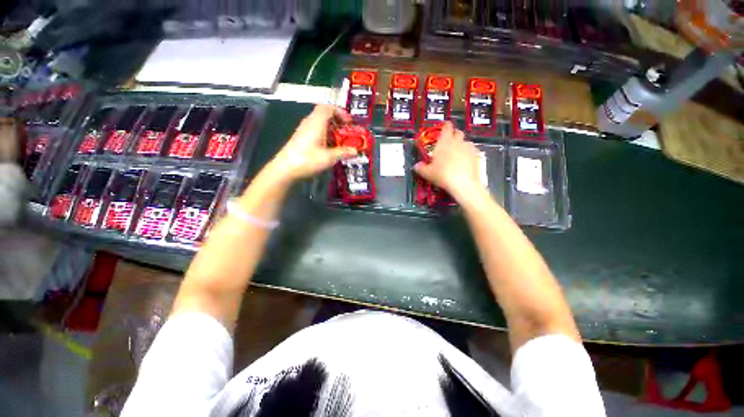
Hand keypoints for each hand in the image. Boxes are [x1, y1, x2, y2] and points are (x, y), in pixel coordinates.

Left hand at [266, 105, 357, 182]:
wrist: (285, 169)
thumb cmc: (308, 160)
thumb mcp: (329, 158)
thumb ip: (343, 153)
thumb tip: (355, 151)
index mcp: (316, 122)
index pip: (328, 108)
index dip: (340, 112)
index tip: (349, 123)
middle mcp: (309, 122)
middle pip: (324, 114)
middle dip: (337, 121)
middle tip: (346, 131)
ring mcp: (304, 130)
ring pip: (320, 122)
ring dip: (331, 128)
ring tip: (340, 140)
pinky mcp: (301, 137)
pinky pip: (315, 130)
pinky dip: (325, 134)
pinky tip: (329, 146)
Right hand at [413, 122, 483, 201]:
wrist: (463, 183)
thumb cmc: (443, 175)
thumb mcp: (427, 173)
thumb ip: (420, 168)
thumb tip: (416, 166)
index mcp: (444, 142)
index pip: (446, 127)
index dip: (445, 126)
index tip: (444, 127)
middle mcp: (457, 142)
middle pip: (457, 132)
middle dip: (453, 135)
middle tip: (449, 142)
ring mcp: (468, 148)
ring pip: (465, 141)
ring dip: (461, 145)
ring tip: (456, 153)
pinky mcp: (476, 156)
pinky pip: (472, 151)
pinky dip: (468, 154)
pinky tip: (464, 161)